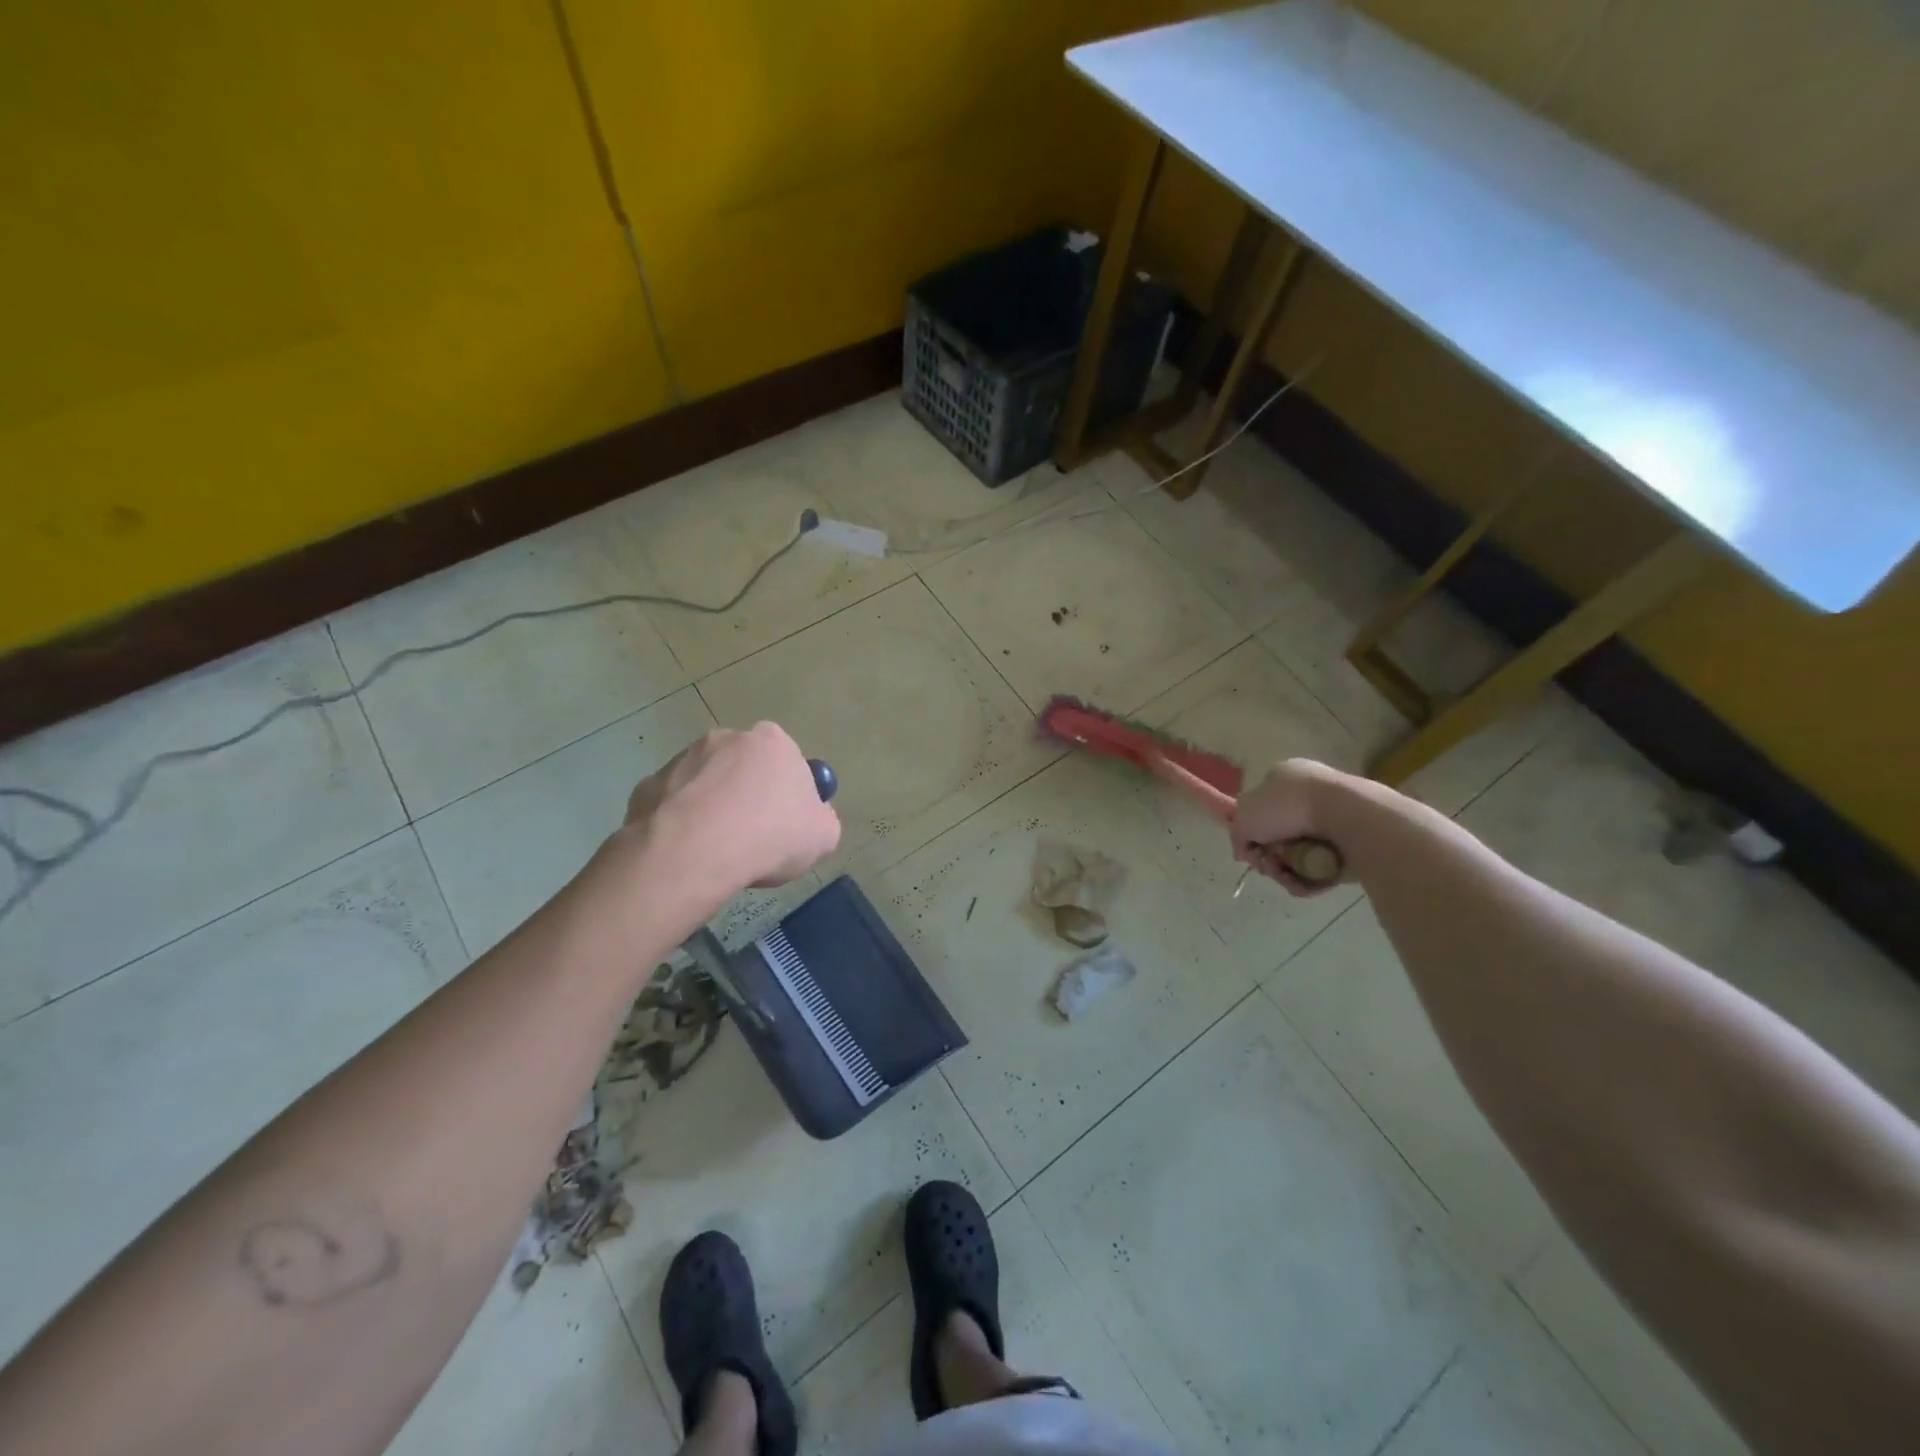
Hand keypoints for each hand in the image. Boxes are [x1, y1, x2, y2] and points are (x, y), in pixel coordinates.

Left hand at [623, 724, 840, 902]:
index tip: (786, 824)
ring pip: (705, 783)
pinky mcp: (648, 784)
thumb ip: (821, 819)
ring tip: (716, 850)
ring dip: (712, 807)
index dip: (789, 793)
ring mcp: (682, 759)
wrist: (693, 852)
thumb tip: (810, 818)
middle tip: (752, 837)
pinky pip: (672, 804)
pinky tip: (686, 851)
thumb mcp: (823, 836)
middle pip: (744, 767)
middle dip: (747, 795)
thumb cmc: (769, 836)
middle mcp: (726, 738)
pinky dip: (680, 822)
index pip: (788, 761)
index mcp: (772, 742)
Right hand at [1231, 758, 1346, 896]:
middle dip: (1269, 855)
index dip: (1251, 830)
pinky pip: (1322, 868)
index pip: (1260, 806)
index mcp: (1284, 777)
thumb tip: (1244, 851)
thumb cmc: (1288, 806)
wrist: (1346, 816)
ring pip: (1298, 855)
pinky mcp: (1351, 846)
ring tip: (1287, 877)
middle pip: (1278, 835)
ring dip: (1286, 871)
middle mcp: (1309, 795)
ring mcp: (1332, 820)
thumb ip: (1237, 835)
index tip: (1249, 848)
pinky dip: (1310, 879)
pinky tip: (1305, 884)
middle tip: (1268, 865)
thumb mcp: (1244, 817)